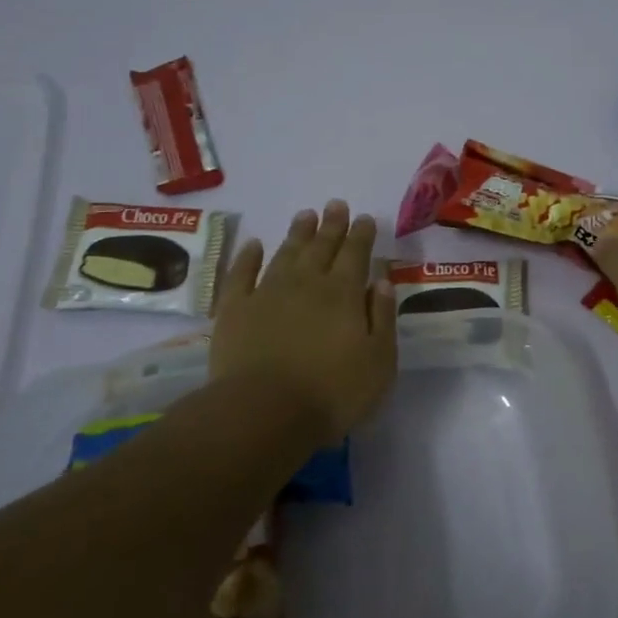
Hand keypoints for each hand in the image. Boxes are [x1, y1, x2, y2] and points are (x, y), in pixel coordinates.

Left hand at [210, 199, 397, 441]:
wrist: (264, 412)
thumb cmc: (332, 392)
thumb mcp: (379, 361)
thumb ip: (382, 317)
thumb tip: (382, 280)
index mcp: (343, 294)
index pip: (356, 254)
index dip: (361, 235)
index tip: (365, 218)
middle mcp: (306, 284)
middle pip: (322, 247)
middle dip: (332, 225)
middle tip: (335, 204)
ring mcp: (267, 293)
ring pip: (286, 253)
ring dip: (297, 233)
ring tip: (305, 215)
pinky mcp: (235, 310)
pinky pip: (241, 274)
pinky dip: (248, 257)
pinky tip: (254, 245)